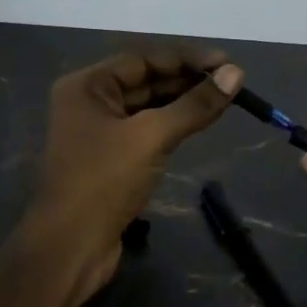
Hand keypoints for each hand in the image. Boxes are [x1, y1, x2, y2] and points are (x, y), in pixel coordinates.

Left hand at [30, 47, 242, 302]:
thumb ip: (193, 105)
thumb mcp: (151, 137)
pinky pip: (145, 131)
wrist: (71, 247)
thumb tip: (235, 74)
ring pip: (147, 107)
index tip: (226, 64)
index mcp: (86, 86)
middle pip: (145, 81)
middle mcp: (89, 103)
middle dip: (187, 80)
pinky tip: (198, 125)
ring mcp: (98, 133)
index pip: (142, 59)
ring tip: (223, 101)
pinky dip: (171, 126)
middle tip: (231, 83)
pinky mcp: (110, 160)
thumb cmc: (104, 182)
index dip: (186, 59)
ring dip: (182, 103)